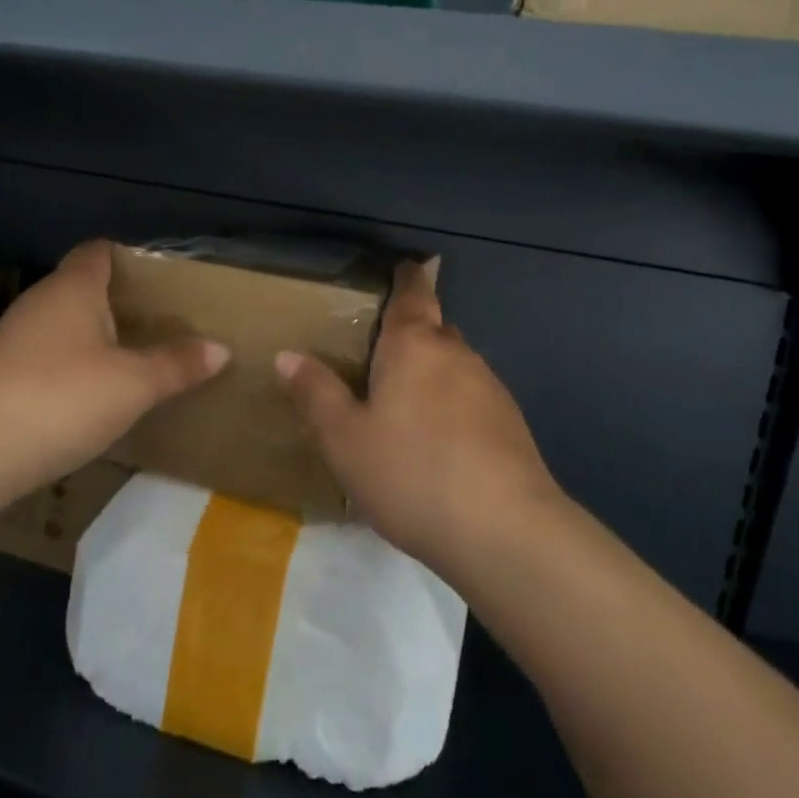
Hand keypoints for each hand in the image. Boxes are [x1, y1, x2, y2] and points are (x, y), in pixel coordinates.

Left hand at [0, 240, 228, 499]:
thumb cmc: (61, 398)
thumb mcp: (133, 384)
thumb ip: (177, 364)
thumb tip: (220, 349)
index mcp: (72, 289)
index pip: (99, 252)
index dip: (129, 259)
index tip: (161, 281)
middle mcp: (38, 304)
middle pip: (82, 290)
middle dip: (118, 304)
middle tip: (160, 325)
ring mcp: (12, 342)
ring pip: (62, 328)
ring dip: (93, 340)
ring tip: (133, 361)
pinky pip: (45, 360)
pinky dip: (70, 370)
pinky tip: (90, 398)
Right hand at [276, 261, 561, 565]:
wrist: (503, 530)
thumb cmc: (411, 472)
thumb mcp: (345, 439)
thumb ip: (317, 393)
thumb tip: (287, 355)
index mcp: (414, 346)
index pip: (413, 294)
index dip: (407, 277)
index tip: (402, 267)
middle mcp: (457, 354)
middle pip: (434, 329)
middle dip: (412, 333)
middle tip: (380, 352)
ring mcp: (490, 388)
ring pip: (455, 366)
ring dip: (432, 373)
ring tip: (405, 403)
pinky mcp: (511, 424)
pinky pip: (472, 399)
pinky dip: (452, 405)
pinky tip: (438, 442)